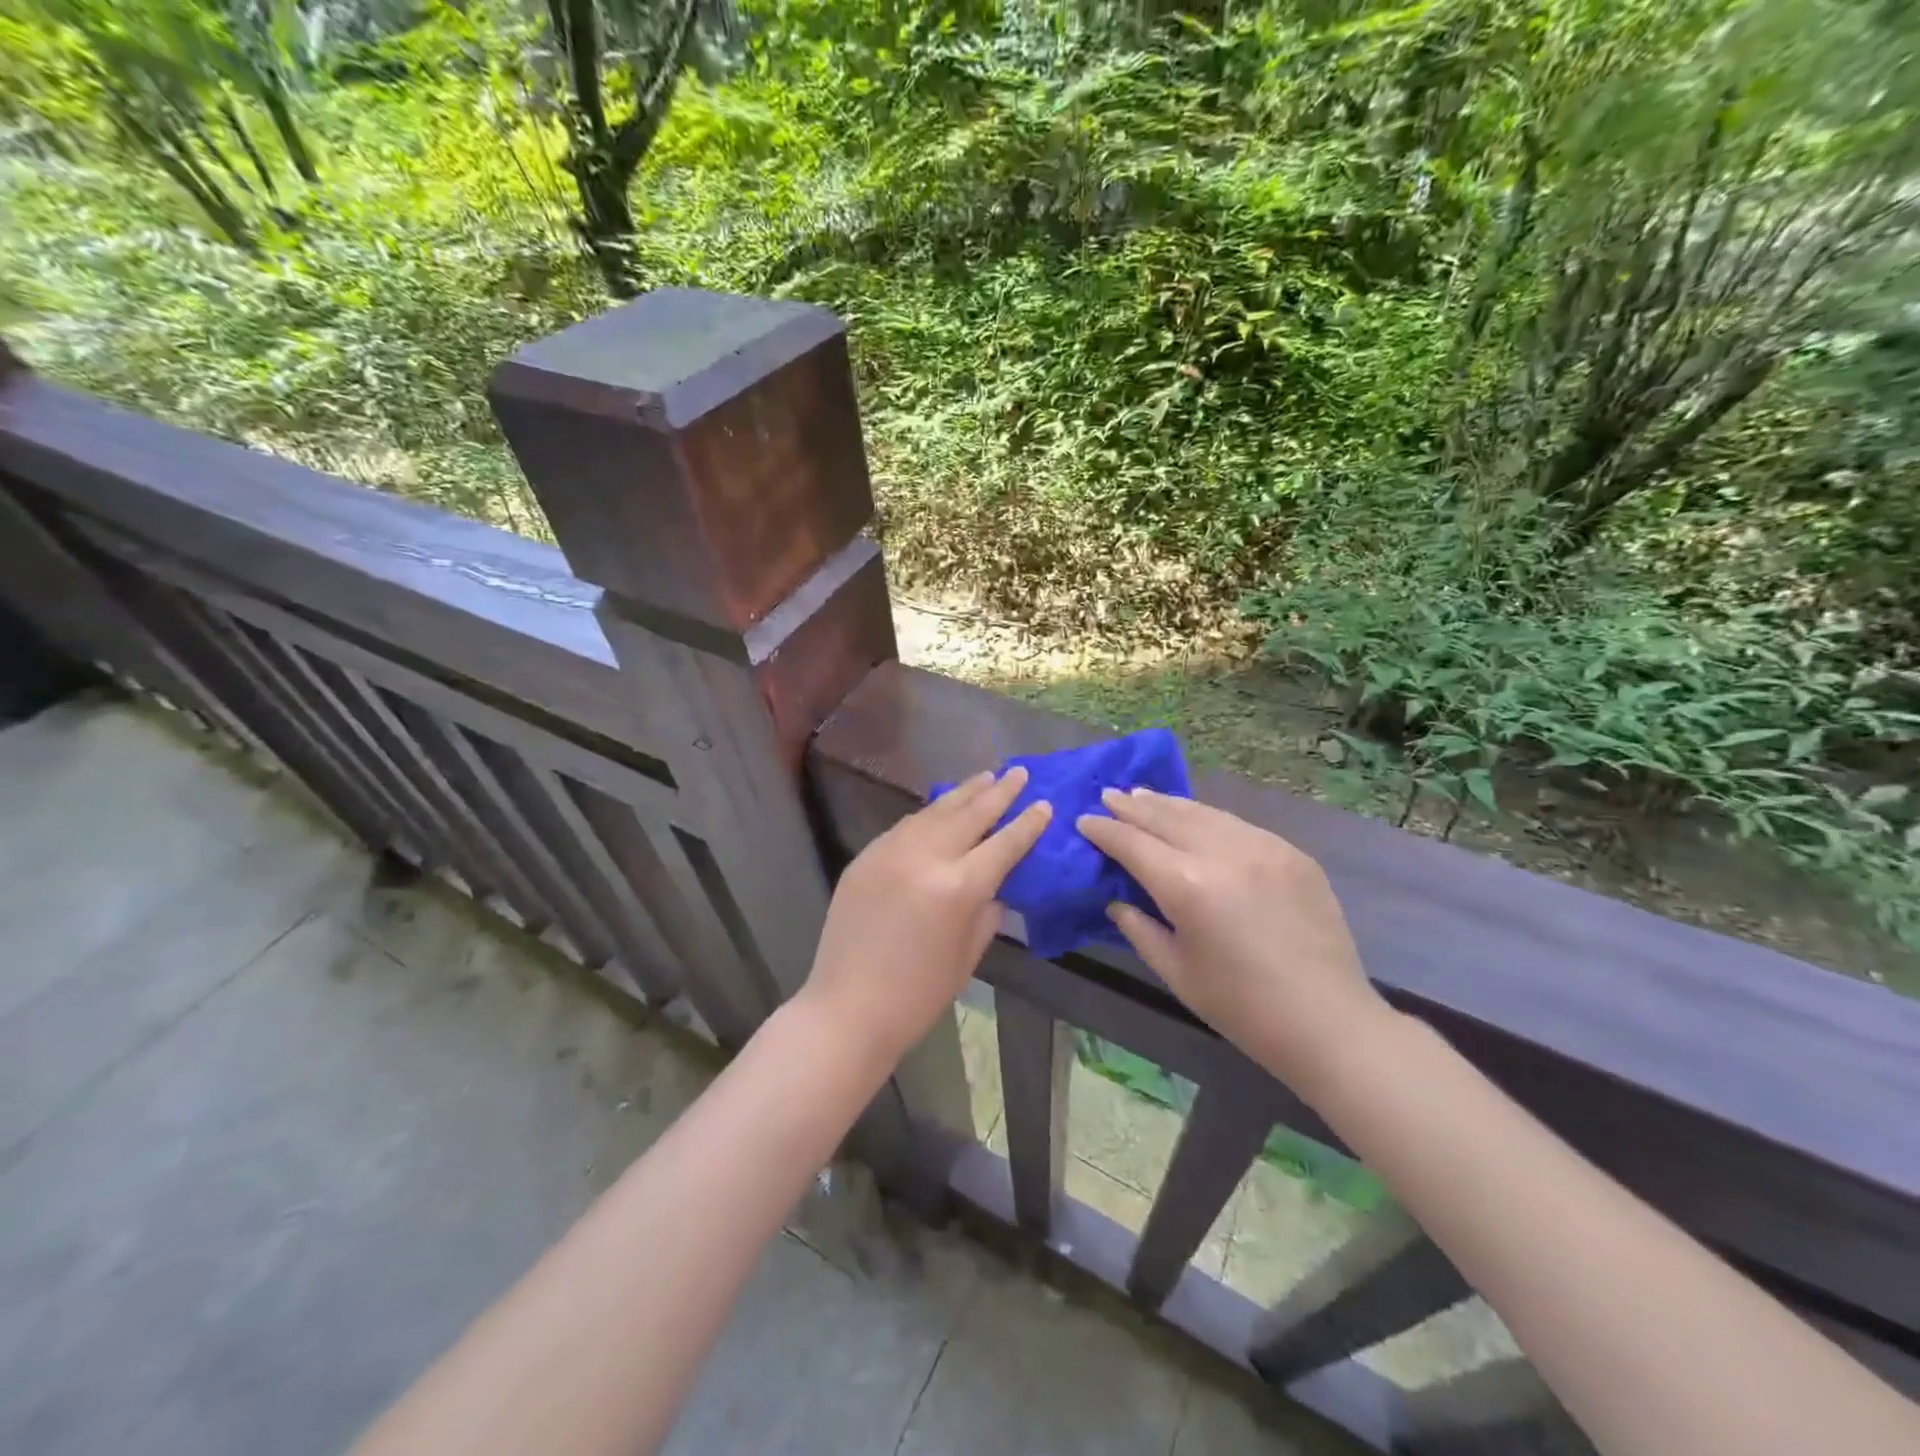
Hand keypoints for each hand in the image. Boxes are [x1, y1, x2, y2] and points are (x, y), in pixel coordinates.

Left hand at [804, 768, 1051, 1068]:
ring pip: (935, 811)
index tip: (1044, 803)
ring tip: (985, 777)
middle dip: (998, 792)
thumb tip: (994, 884)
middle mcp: (925, 857)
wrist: (848, 1008)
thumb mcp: (967, 956)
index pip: (1003, 844)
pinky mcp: (866, 856)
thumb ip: (986, 912)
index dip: (1027, 824)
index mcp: (958, 888)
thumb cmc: (918, 995)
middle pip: (970, 814)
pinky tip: (941, 808)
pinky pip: (905, 826)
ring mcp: (890, 852)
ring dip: (963, 793)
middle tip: (1019, 773)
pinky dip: (929, 814)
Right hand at [1076, 789, 1391, 1094]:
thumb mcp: (1175, 972)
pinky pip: (1237, 824)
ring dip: (1168, 804)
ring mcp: (1262, 847)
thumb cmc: (1241, 1007)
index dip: (1104, 830)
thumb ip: (1138, 928)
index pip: (1132, 844)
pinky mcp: (1291, 852)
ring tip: (1143, 795)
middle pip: (1166, 817)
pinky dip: (1207, 817)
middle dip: (1132, 805)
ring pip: (1203, 812)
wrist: (1328, 1021)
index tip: (1084, 820)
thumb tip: (1117, 900)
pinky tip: (1196, 818)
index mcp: (1187, 885)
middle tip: (1108, 795)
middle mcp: (1222, 853)